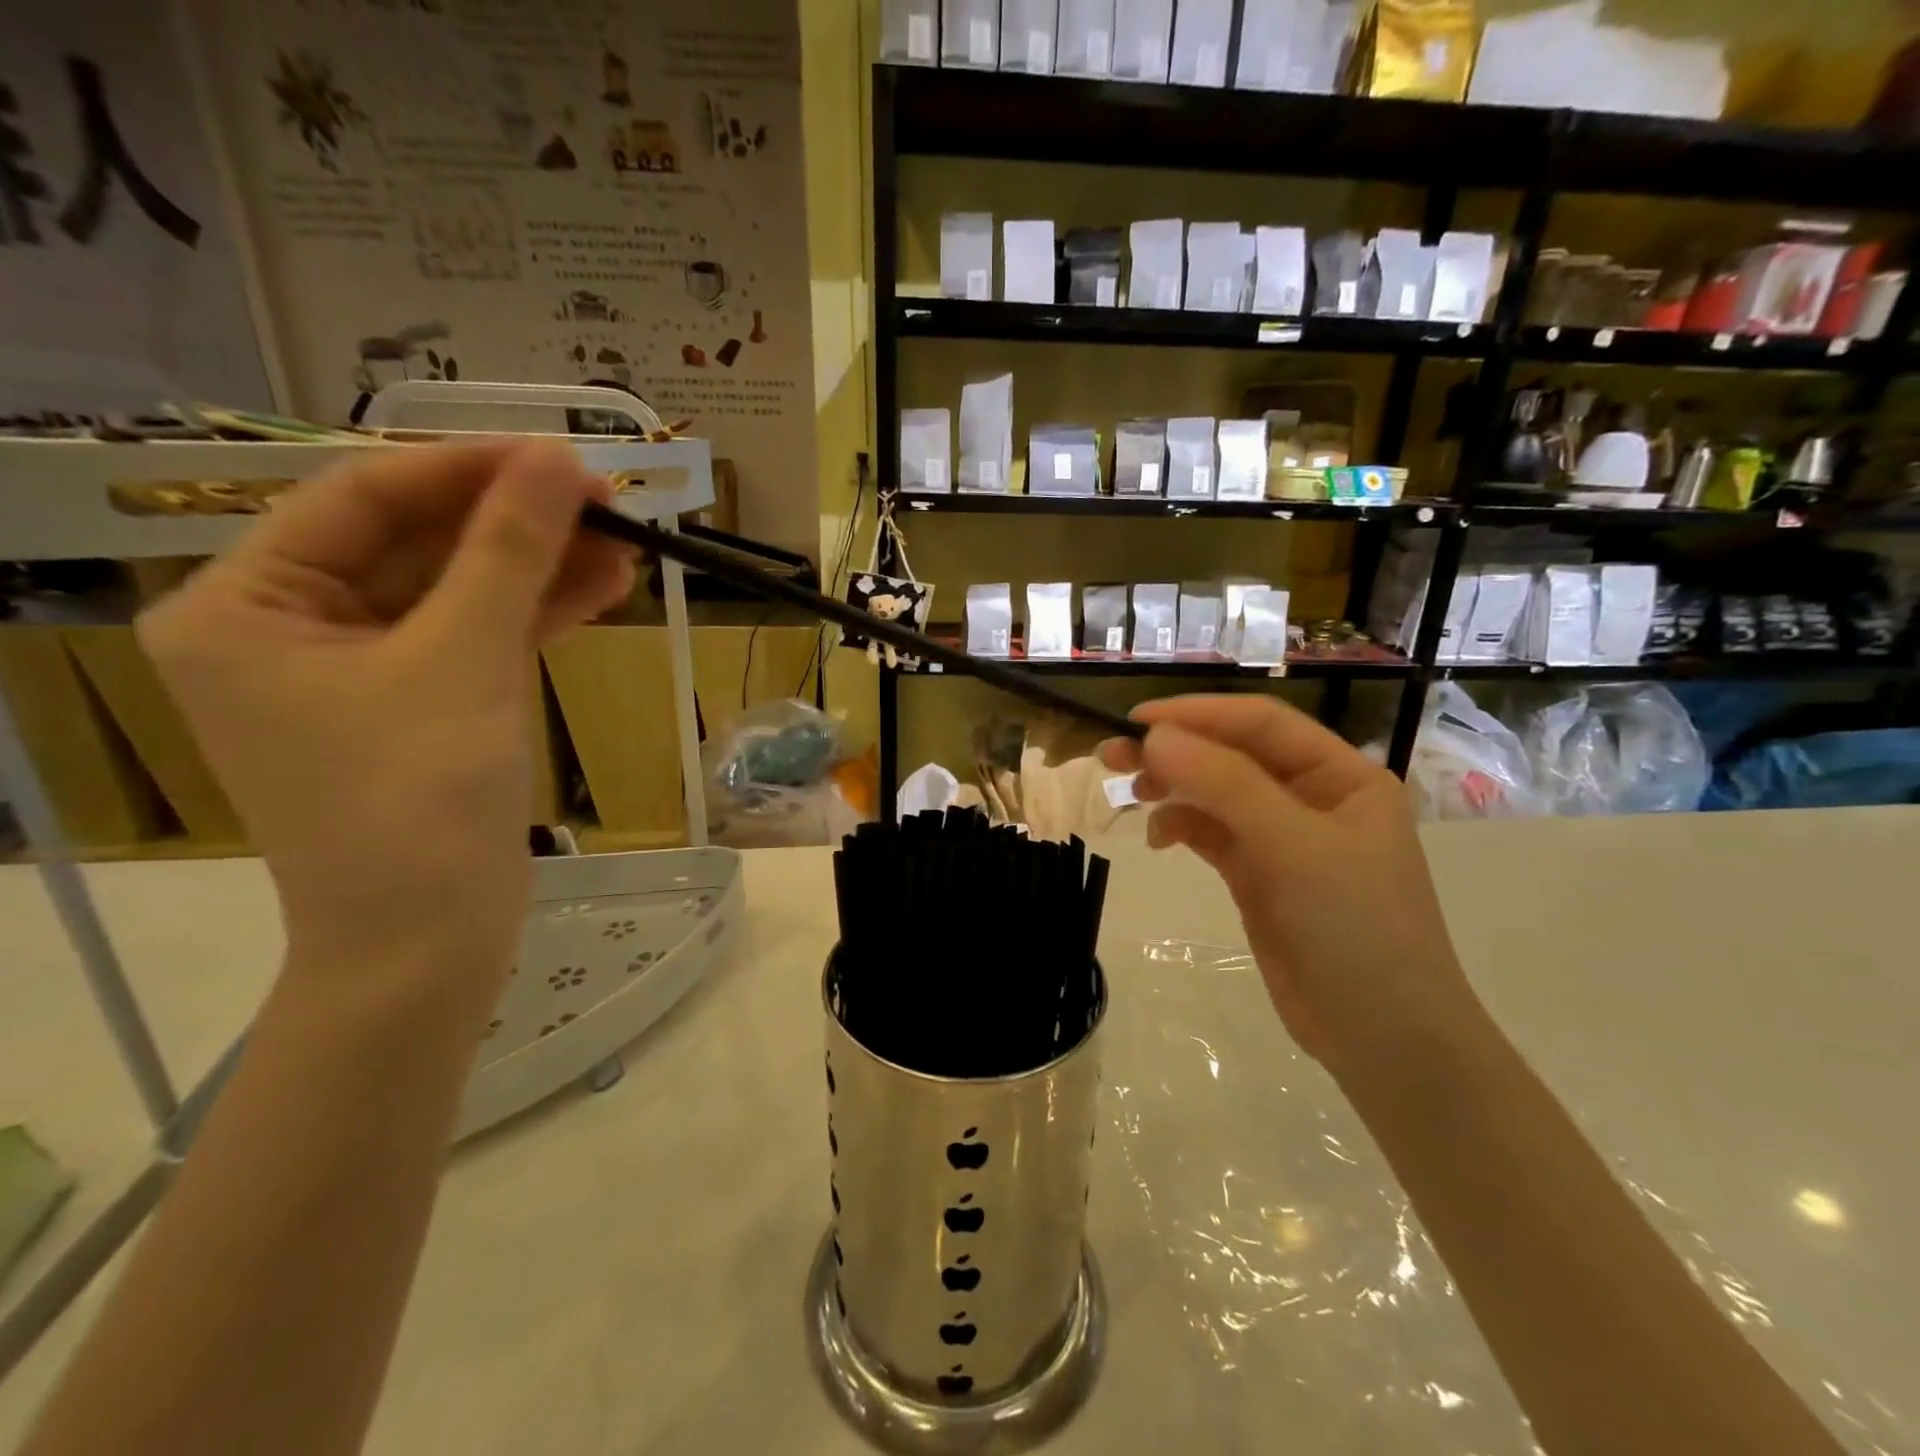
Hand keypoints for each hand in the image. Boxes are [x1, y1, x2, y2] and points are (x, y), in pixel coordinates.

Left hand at [139, 442, 633, 1002]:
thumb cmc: (417, 800)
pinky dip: (537, 614)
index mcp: (244, 606)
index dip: (467, 470)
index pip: (361, 500)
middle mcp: (292, 628)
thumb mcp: (463, 660)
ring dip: (541, 568)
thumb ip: (509, 553)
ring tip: (626, 545)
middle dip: (516, 524)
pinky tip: (603, 589)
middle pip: (418, 545)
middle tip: (605, 501)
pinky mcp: (424, 705)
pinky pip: (479, 638)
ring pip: (460, 592)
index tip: (558, 457)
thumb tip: (557, 462)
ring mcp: (363, 670)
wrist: (430, 940)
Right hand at [1101, 696, 1484, 1074]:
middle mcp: (1313, 796)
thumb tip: (1154, 736)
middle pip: (1232, 755)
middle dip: (1175, 751)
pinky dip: (1181, 826)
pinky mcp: (1258, 874)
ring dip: (1172, 787)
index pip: (1261, 724)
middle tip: (1111, 755)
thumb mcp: (1293, 847)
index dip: (1198, 714)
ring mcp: (1283, 837)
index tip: (1136, 720)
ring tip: (1127, 790)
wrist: (1383, 1039)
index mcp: (1341, 775)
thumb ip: (1225, 785)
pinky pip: (1212, 833)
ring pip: (1216, 793)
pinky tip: (1159, 838)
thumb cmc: (1355, 929)